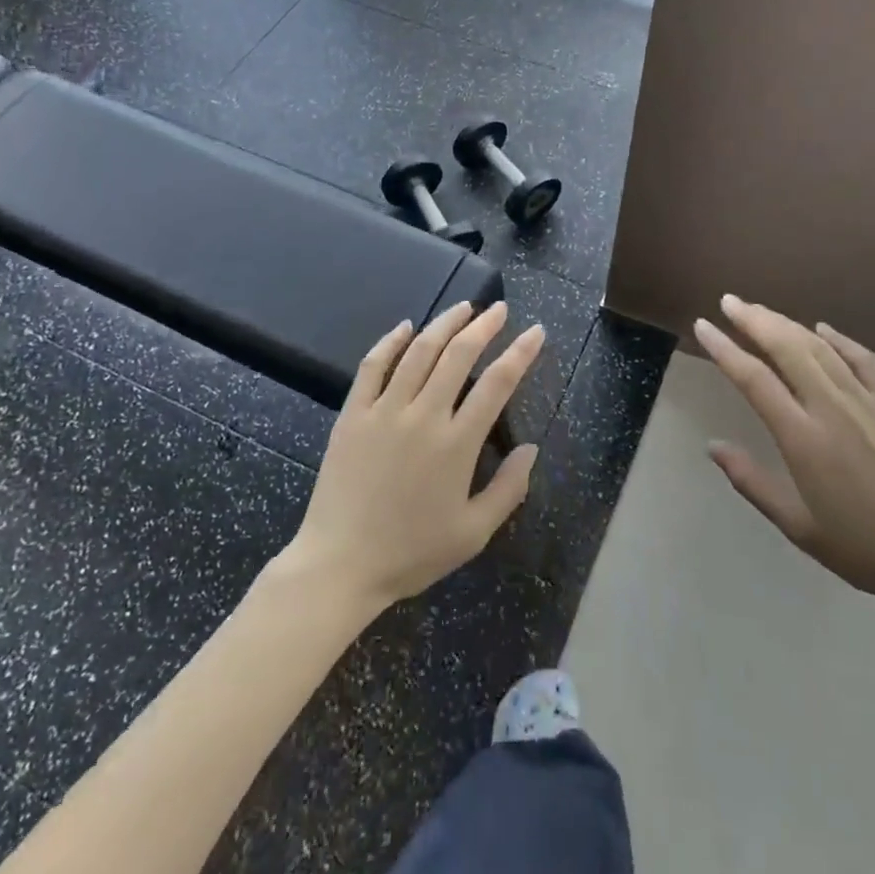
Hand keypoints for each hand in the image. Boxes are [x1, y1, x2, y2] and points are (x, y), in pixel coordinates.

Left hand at [286, 302, 543, 612]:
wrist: (339, 566)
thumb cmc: (411, 553)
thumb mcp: (473, 533)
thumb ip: (509, 489)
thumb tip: (532, 449)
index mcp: (457, 444)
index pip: (498, 383)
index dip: (521, 352)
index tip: (535, 331)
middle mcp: (423, 415)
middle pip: (459, 355)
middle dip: (484, 326)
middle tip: (499, 309)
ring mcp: (384, 411)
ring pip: (419, 351)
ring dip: (444, 323)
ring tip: (463, 307)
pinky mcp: (353, 414)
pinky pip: (372, 366)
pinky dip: (391, 341)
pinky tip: (405, 326)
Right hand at [695, 295, 874, 613]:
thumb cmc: (860, 546)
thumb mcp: (796, 524)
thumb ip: (751, 481)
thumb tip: (712, 446)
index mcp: (803, 437)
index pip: (754, 379)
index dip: (724, 348)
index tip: (703, 326)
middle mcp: (832, 407)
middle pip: (786, 347)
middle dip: (753, 319)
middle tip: (728, 301)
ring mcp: (866, 399)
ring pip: (819, 346)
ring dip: (786, 323)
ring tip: (760, 310)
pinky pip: (862, 357)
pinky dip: (838, 337)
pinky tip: (821, 328)